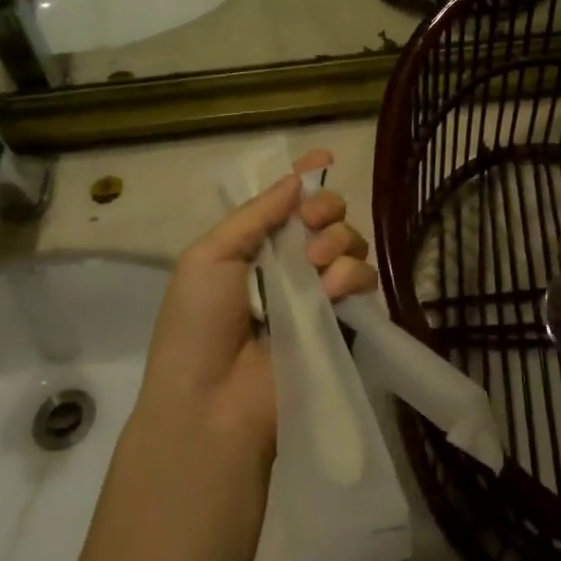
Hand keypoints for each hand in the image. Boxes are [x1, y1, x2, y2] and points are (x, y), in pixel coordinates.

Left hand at [136, 149, 374, 466]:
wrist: (211, 402)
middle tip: (311, 224)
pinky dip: (352, 275)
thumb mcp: (209, 256)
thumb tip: (296, 179)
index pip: (286, 203)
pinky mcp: (341, 322)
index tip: (323, 158)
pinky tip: (331, 290)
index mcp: (252, 247)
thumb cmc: (197, 325)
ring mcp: (316, 294)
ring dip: (338, 240)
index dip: (306, 179)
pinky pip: (362, 281)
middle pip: (325, 217)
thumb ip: (255, 214)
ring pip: (349, 243)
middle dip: (325, 208)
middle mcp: (288, 265)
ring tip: (315, 264)